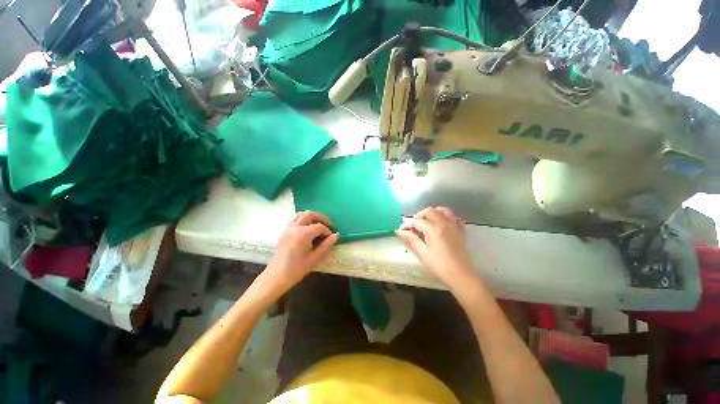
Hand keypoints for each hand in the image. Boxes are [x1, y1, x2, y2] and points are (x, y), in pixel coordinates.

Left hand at [260, 211, 338, 294]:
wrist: (276, 277)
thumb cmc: (297, 269)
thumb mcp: (314, 259)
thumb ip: (326, 245)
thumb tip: (336, 235)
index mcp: (303, 234)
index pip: (320, 226)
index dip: (328, 231)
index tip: (332, 238)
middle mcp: (295, 227)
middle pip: (310, 214)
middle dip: (321, 218)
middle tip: (329, 225)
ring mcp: (288, 228)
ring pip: (301, 214)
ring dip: (312, 216)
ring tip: (319, 224)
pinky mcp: (285, 231)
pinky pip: (295, 219)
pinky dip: (303, 219)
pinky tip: (308, 227)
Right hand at [396, 207, 474, 287]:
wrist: (461, 276)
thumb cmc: (439, 266)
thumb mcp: (422, 253)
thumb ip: (411, 240)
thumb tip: (400, 231)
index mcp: (433, 229)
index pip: (417, 221)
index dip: (407, 225)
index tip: (400, 231)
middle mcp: (444, 223)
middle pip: (429, 211)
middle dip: (419, 216)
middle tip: (413, 227)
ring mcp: (454, 227)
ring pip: (443, 211)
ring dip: (433, 213)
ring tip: (426, 221)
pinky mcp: (460, 232)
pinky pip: (454, 218)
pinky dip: (447, 217)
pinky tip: (442, 224)